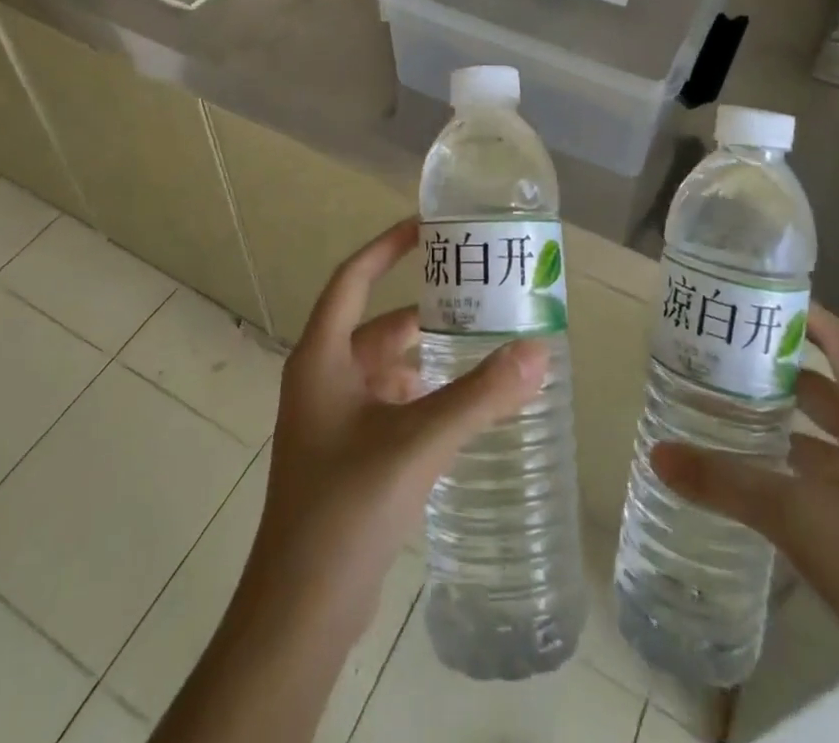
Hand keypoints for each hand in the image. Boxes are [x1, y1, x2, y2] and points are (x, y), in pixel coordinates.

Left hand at [239, 218, 549, 644]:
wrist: (300, 611)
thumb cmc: (346, 506)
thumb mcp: (417, 442)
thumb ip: (479, 396)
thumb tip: (538, 351)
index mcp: (321, 357)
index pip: (353, 278)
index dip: (386, 246)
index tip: (427, 227)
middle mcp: (321, 377)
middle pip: (375, 324)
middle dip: (422, 310)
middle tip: (474, 296)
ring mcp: (330, 418)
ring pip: (383, 366)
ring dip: (423, 354)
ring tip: (476, 346)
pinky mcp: (344, 453)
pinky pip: (386, 402)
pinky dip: (418, 393)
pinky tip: (455, 405)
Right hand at [653, 306, 838, 742]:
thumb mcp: (792, 514)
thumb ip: (722, 480)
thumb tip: (656, 453)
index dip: (803, 315)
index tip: (752, 300)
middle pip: (830, 383)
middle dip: (780, 365)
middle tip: (722, 351)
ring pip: (828, 429)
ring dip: (785, 414)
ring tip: (725, 399)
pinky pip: (831, 468)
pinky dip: (794, 457)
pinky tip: (752, 464)